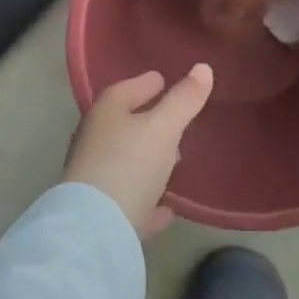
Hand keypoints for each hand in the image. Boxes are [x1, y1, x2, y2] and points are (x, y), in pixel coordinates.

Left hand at [65, 65, 213, 237]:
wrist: (95, 230)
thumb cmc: (129, 164)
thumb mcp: (163, 127)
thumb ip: (184, 100)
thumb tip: (203, 68)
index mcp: (106, 113)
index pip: (126, 89)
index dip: (146, 83)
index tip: (163, 80)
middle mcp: (95, 141)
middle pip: (124, 125)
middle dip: (148, 122)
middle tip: (175, 121)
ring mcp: (96, 179)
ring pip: (127, 163)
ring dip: (148, 161)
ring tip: (175, 161)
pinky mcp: (102, 215)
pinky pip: (131, 201)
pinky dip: (148, 200)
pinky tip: (167, 208)